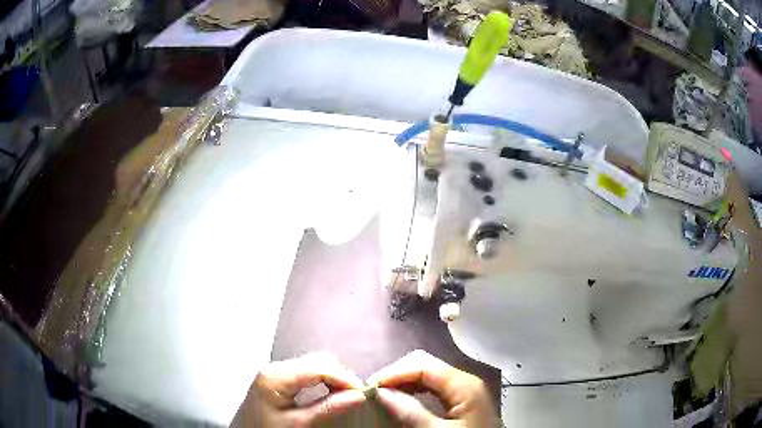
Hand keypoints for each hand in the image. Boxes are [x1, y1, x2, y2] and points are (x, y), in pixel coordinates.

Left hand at [234, 353, 365, 426]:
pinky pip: (305, 372)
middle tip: (354, 397)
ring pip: (312, 365)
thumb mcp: (298, 425)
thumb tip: (358, 395)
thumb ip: (327, 409)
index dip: (345, 378)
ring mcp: (274, 372)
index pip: (319, 366)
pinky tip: (327, 394)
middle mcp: (274, 367)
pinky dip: (321, 381)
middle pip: (317, 361)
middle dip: (339, 377)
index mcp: (276, 376)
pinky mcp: (275, 379)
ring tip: (344, 397)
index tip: (363, 394)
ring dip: (332, 378)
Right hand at [367, 350, 498, 426]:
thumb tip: (381, 392)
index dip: (393, 373)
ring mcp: (465, 389)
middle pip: (425, 365)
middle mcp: (465, 380)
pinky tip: (404, 401)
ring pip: (428, 374)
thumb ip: (410, 413)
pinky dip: (415, 390)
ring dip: (404, 383)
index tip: (370, 388)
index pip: (421, 364)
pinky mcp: (463, 399)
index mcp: (462, 384)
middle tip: (374, 393)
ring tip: (384, 397)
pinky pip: (434, 387)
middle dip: (397, 375)